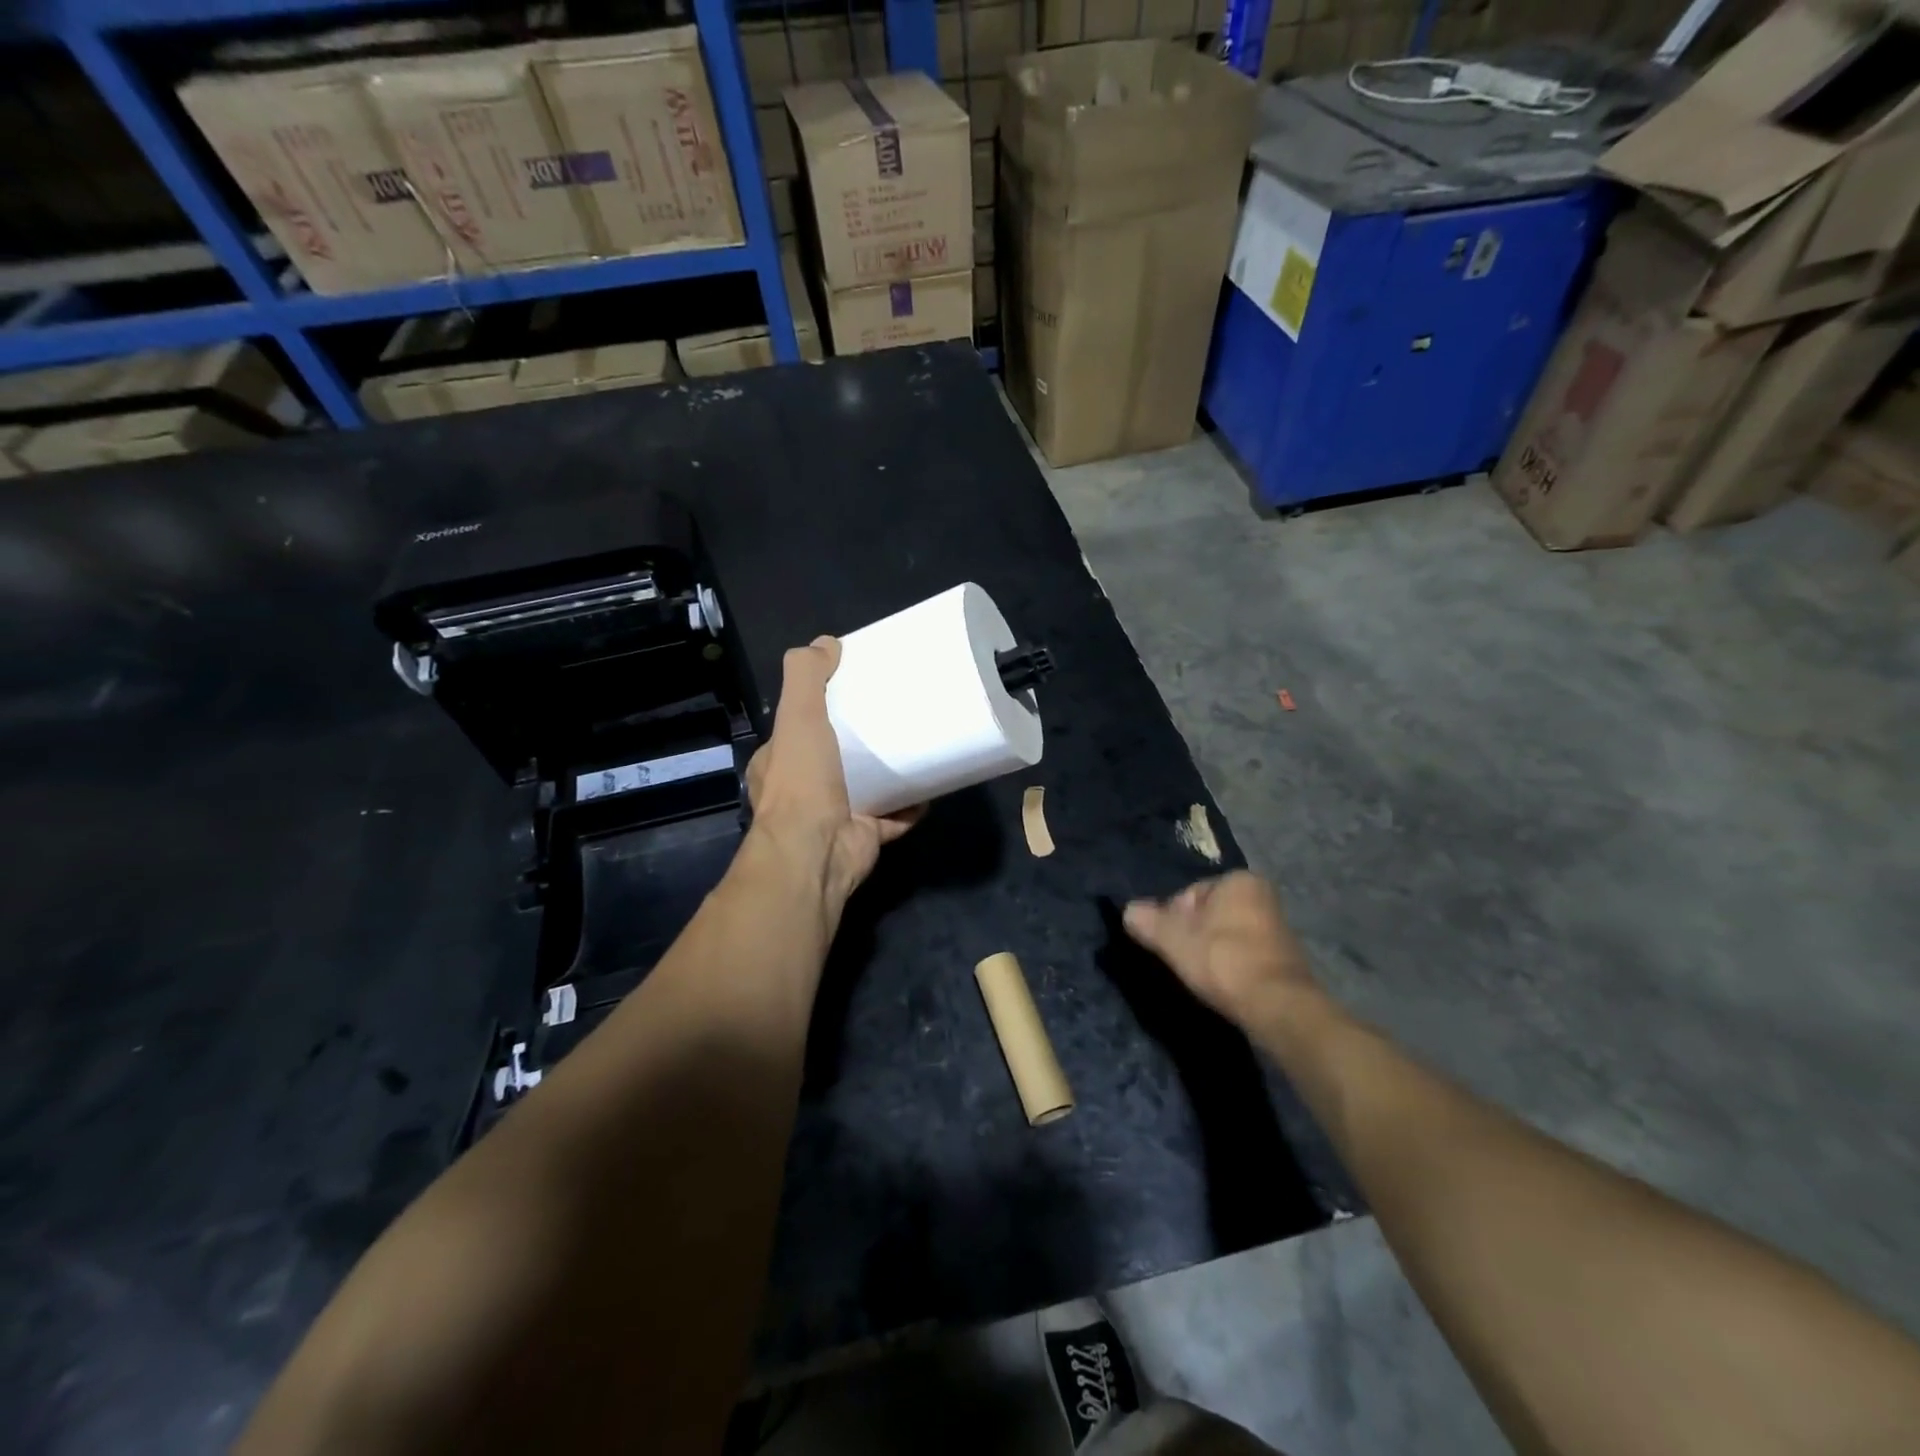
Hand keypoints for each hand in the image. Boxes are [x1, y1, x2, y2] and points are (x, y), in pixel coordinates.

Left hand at [745, 637, 921, 911]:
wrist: (816, 853)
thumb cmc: (802, 782)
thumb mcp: (798, 716)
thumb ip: (806, 676)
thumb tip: (826, 642)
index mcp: (779, 762)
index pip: (799, 727)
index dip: (822, 707)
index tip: (854, 689)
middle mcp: (804, 790)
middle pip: (837, 756)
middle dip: (862, 740)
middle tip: (894, 715)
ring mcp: (836, 815)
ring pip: (867, 786)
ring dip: (890, 771)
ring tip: (919, 745)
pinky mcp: (865, 835)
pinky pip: (894, 816)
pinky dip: (911, 804)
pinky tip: (932, 787)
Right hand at [1123, 872, 1321, 1031]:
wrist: (1277, 1006)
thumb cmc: (1222, 960)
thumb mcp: (1173, 938)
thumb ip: (1147, 921)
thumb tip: (1129, 911)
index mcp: (1239, 880)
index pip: (1189, 893)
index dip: (1173, 918)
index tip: (1170, 943)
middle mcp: (1262, 896)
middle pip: (1207, 914)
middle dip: (1192, 934)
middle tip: (1183, 960)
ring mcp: (1277, 928)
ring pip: (1225, 935)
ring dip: (1210, 951)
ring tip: (1202, 975)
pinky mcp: (1283, 958)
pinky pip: (1242, 954)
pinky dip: (1229, 966)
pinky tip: (1222, 984)